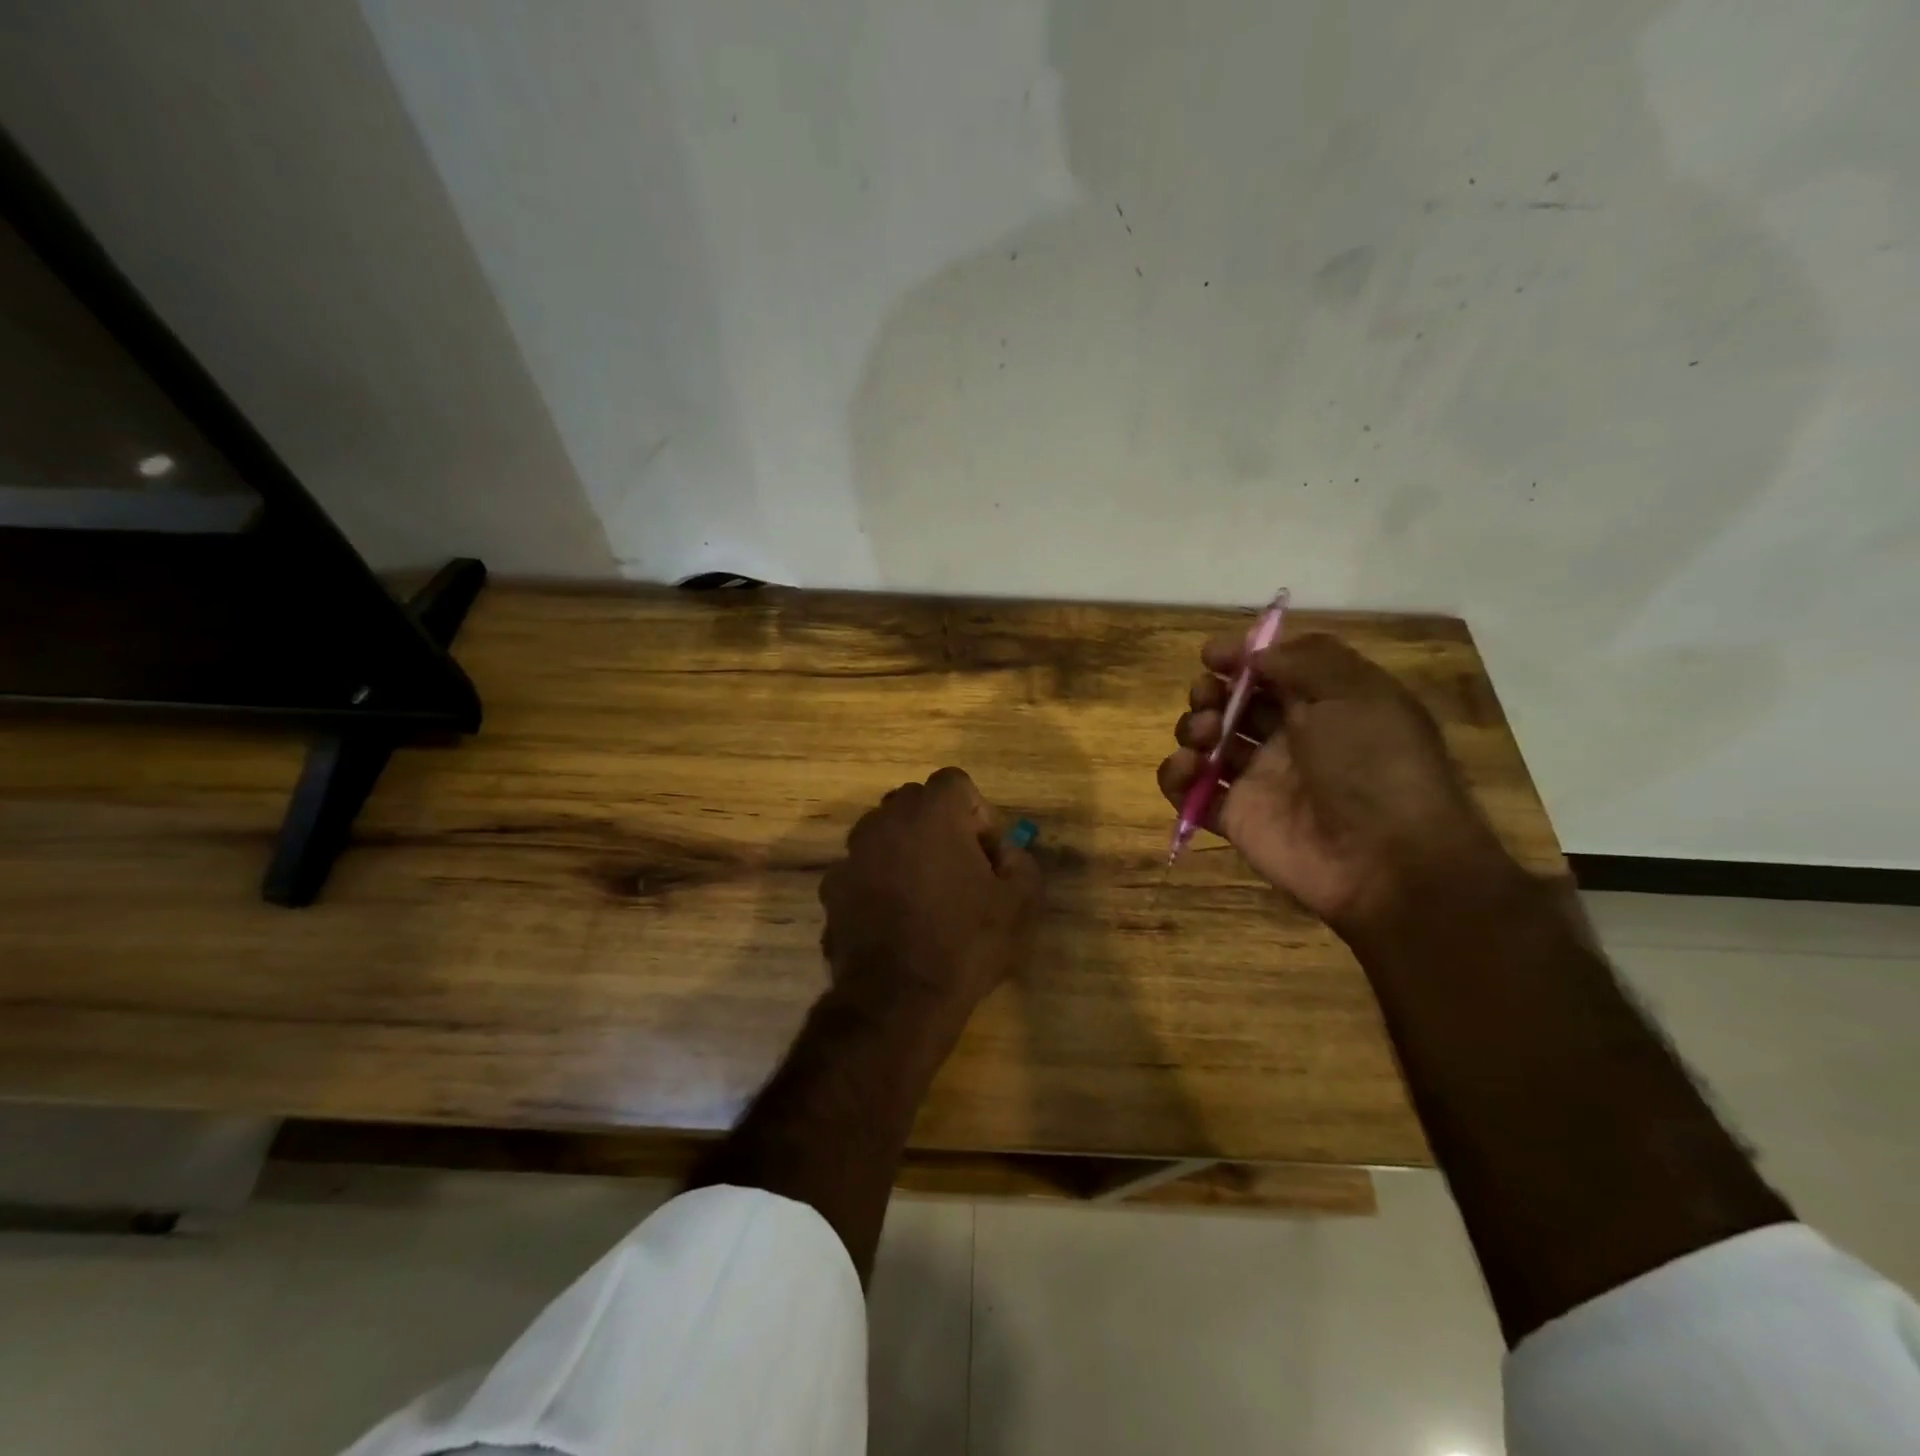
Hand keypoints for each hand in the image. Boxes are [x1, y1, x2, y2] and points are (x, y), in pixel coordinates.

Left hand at [820, 767, 1042, 1032]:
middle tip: (959, 869)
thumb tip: (1005, 853)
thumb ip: (1021, 862)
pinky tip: (894, 920)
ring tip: (924, 895)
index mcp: (932, 813)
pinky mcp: (832, 888)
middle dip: (939, 826)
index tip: (986, 853)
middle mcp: (885, 820)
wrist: (898, 1000)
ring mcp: (852, 853)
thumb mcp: (1021, 904)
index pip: (955, 782)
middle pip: (915, 802)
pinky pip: (862, 870)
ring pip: (883, 833)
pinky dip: (878, 882)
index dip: (977, 813)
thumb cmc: (965, 943)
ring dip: (905, 850)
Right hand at [1157, 632, 1518, 935]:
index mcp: (1323, 705)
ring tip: (1205, 736)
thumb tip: (1255, 657)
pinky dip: (1176, 776)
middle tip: (1209, 698)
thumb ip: (1303, 659)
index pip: (1271, 671)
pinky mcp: (1235, 817)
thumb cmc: (1373, 762)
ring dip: (1193, 728)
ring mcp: (1259, 780)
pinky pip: (1190, 792)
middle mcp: (1288, 738)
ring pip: (1206, 743)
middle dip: (1210, 692)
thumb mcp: (1355, 691)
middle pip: (1232, 704)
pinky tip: (1188, 768)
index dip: (1239, 658)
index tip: (1212, 655)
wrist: (1386, 858)